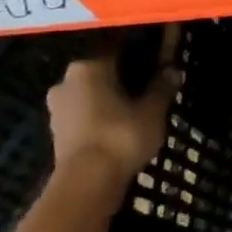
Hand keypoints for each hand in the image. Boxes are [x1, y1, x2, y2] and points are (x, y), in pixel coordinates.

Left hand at [46, 53, 179, 189]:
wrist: (87, 182)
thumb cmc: (121, 136)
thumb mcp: (152, 111)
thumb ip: (162, 88)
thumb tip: (173, 70)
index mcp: (88, 67)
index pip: (117, 50)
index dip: (139, 55)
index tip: (156, 63)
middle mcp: (66, 80)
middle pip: (102, 73)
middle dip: (123, 80)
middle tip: (148, 90)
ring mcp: (57, 107)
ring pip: (91, 95)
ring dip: (110, 100)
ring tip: (136, 113)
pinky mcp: (57, 131)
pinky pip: (84, 116)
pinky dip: (100, 119)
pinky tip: (119, 129)